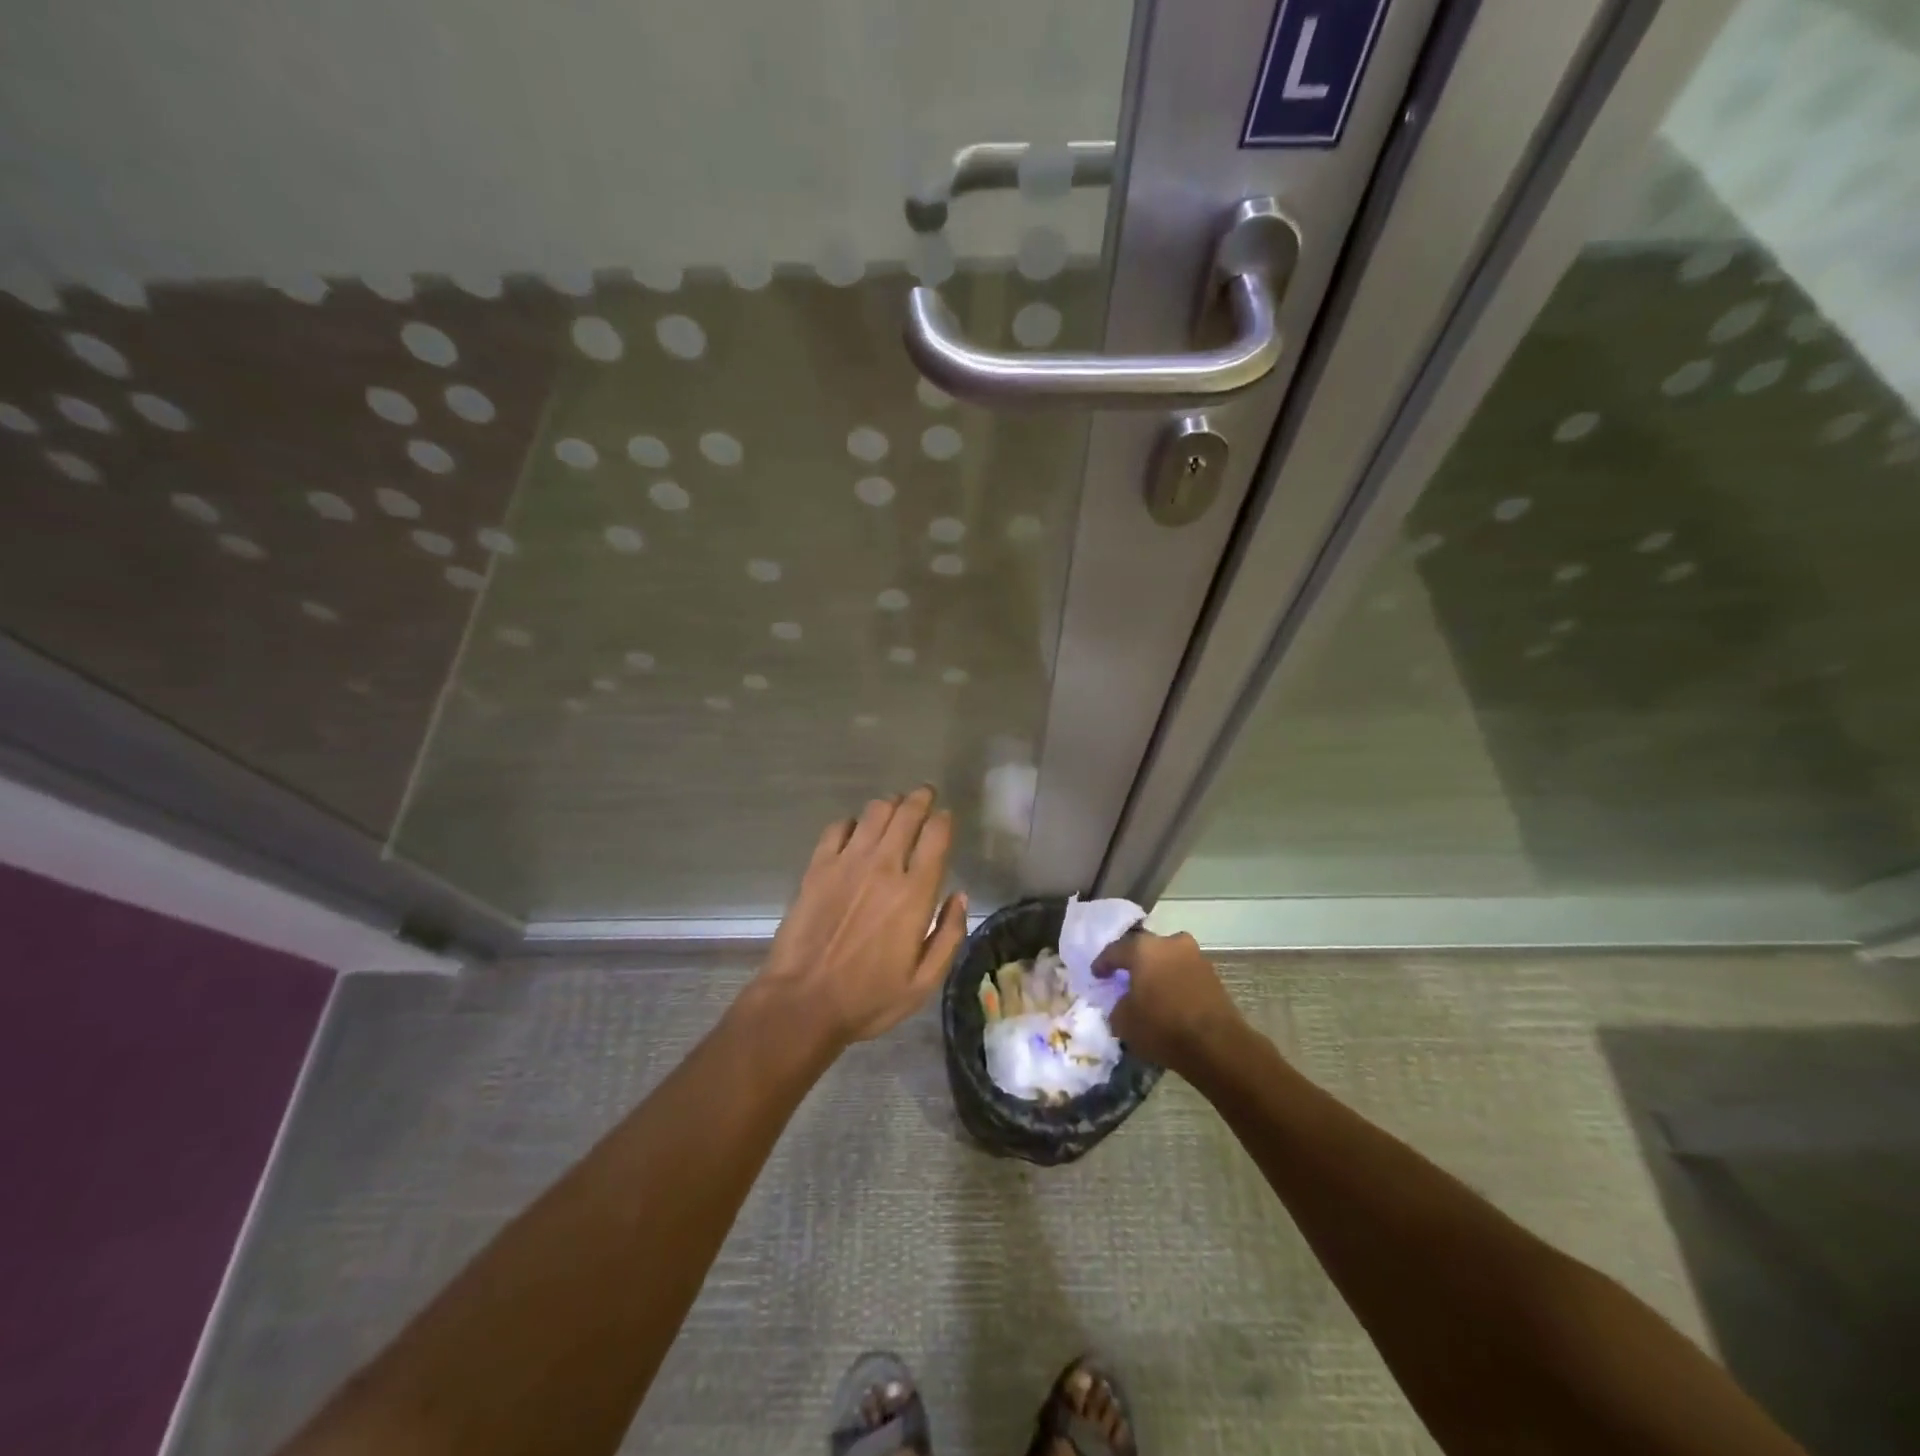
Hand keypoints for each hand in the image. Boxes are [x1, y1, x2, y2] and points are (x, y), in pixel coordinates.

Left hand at [750, 786, 968, 1050]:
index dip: (944, 820)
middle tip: (925, 795)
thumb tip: (960, 896)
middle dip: (920, 799)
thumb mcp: (923, 982)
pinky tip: (856, 832)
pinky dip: (852, 823)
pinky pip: (838, 828)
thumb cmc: (868, 998)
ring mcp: (847, 863)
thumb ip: (949, 936)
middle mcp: (884, 868)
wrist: (802, 1002)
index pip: (936, 837)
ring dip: (889, 805)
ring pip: (874, 813)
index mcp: (914, 895)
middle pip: (906, 814)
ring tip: (895, 808)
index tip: (946, 817)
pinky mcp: (817, 867)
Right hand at [1095, 929, 1241, 1072]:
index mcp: (1143, 948)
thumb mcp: (1124, 1022)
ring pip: (1168, 958)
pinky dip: (1174, 981)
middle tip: (1124, 976)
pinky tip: (1168, 998)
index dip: (1103, 963)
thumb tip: (1124, 1003)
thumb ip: (1118, 1006)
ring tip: (1149, 989)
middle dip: (1134, 961)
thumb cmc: (1162, 1027)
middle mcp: (1170, 943)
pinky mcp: (1213, 974)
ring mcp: (1195, 956)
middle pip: (1145, 948)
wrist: (1217, 1045)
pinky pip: (1184, 972)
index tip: (1096, 974)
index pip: (1115, 950)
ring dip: (1157, 970)